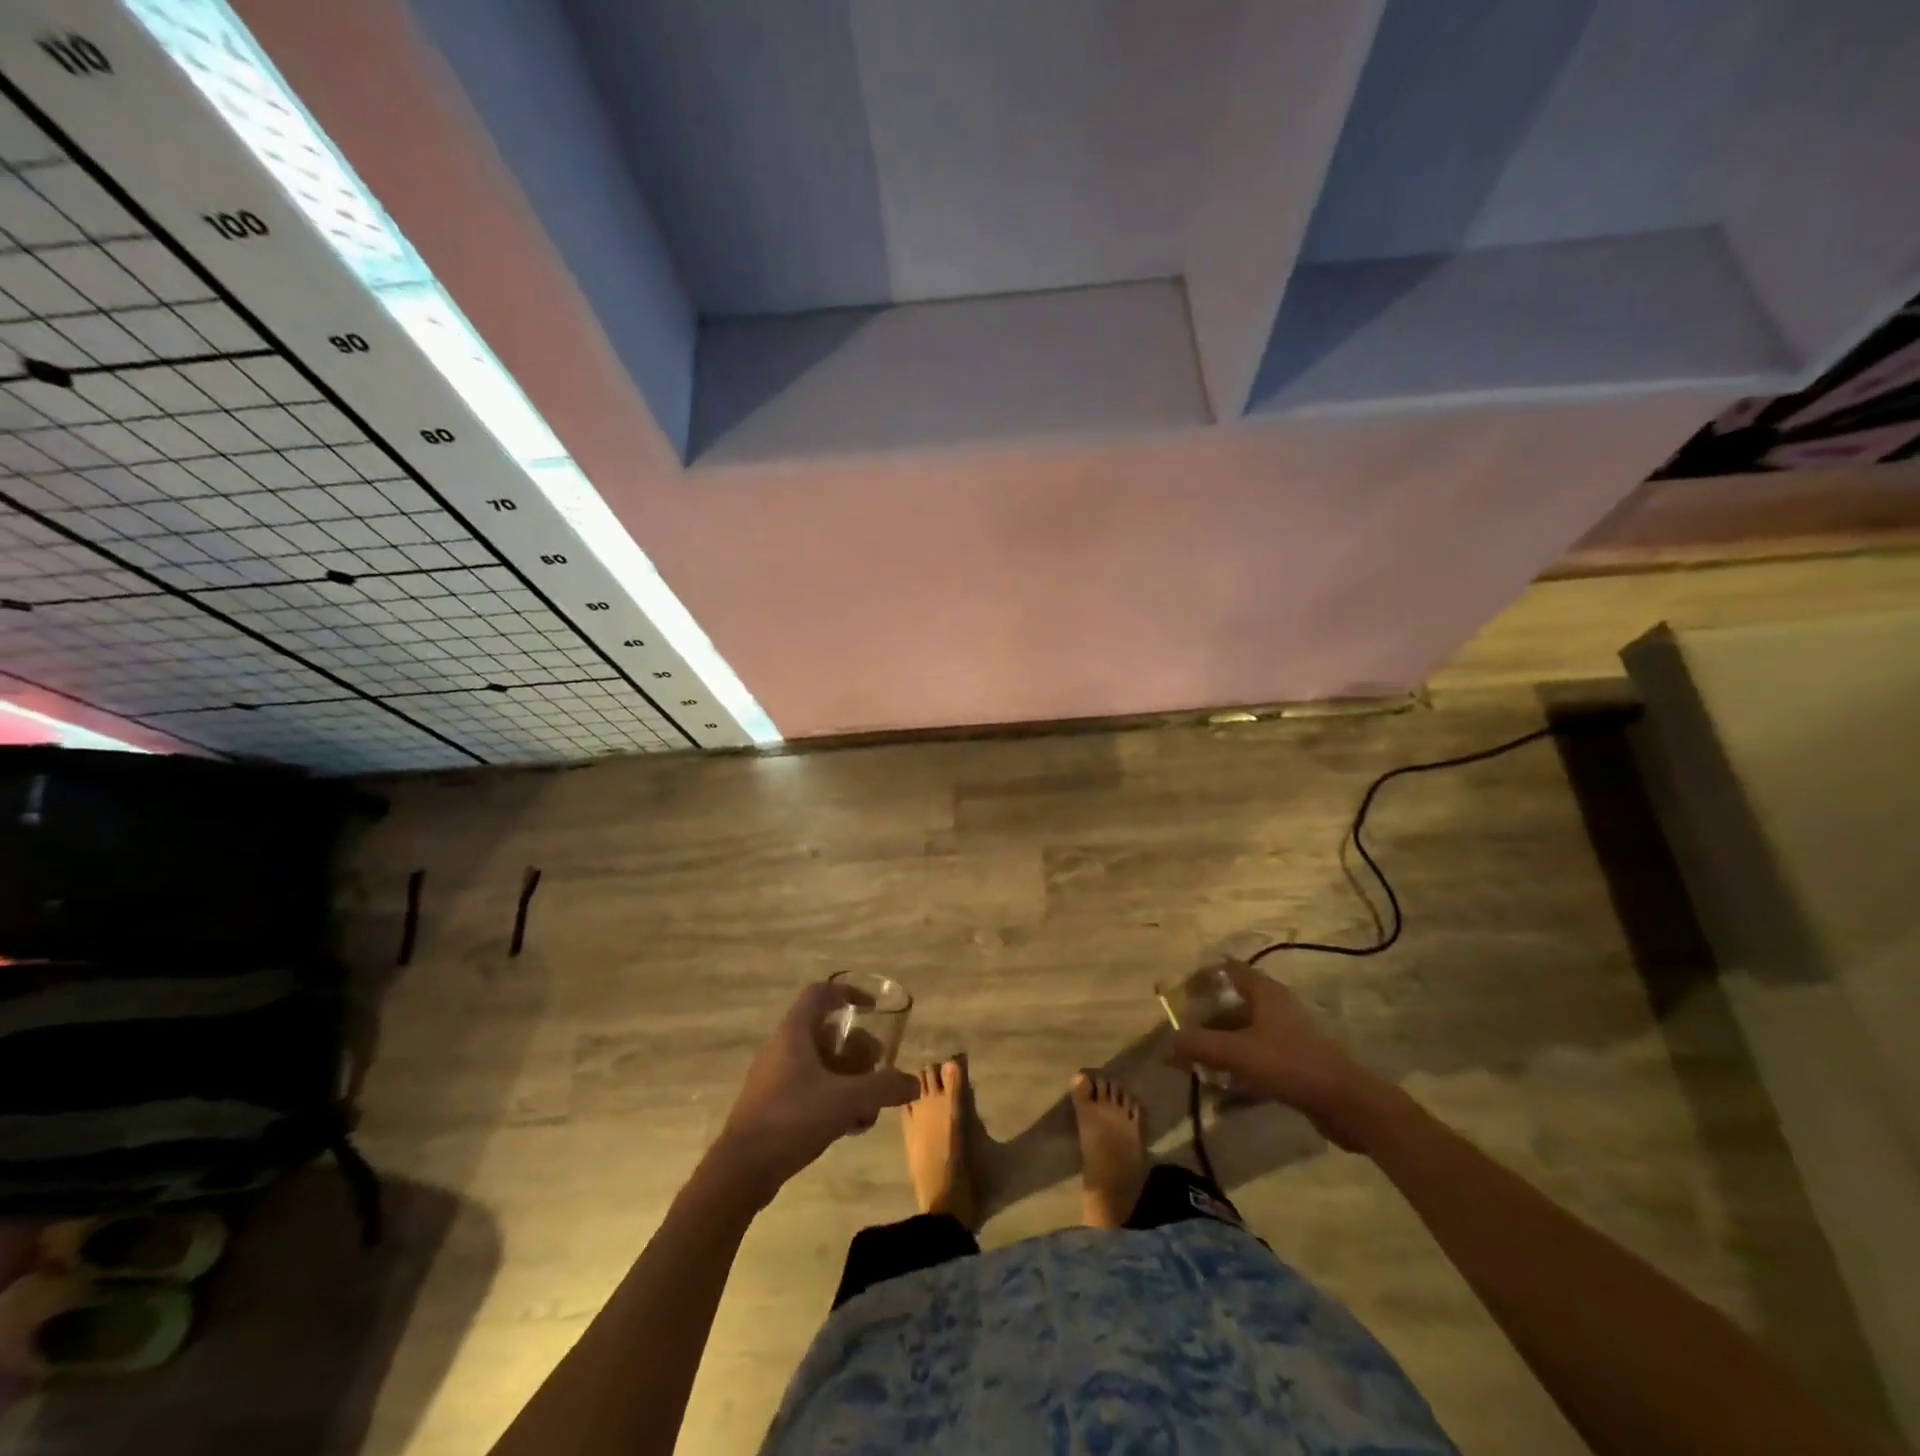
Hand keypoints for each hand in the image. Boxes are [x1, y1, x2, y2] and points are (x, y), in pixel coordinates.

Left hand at [710, 982, 917, 1203]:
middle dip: (858, 1047)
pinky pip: (811, 1088)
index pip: (821, 993)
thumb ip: (883, 1088)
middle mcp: (783, 1048)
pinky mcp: (774, 1105)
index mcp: (794, 1033)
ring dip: (849, 1077)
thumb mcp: (845, 1100)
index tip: (873, 1008)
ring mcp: (776, 1077)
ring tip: (870, 1103)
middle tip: (878, 1066)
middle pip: (826, 1032)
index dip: (848, 993)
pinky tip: (852, 1125)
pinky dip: (834, 1097)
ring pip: (820, 1063)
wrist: (741, 1170)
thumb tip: (913, 1083)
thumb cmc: (792, 1119)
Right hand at [1165, 960, 1379, 1147]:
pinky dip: (1236, 1074)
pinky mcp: (1293, 1065)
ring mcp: (1285, 1037)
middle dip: (1204, 1022)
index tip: (1179, 996)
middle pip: (1231, 1006)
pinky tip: (1220, 1098)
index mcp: (1264, 992)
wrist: (1347, 1104)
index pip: (1227, 969)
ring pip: (1242, 1036)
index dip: (1202, 977)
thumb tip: (1166, 1048)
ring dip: (1218, 1051)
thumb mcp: (1237, 1052)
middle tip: (1181, 1040)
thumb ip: (1198, 1046)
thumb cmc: (1290, 1064)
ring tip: (1194, 1069)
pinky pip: (1255, 1062)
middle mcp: (1274, 1008)